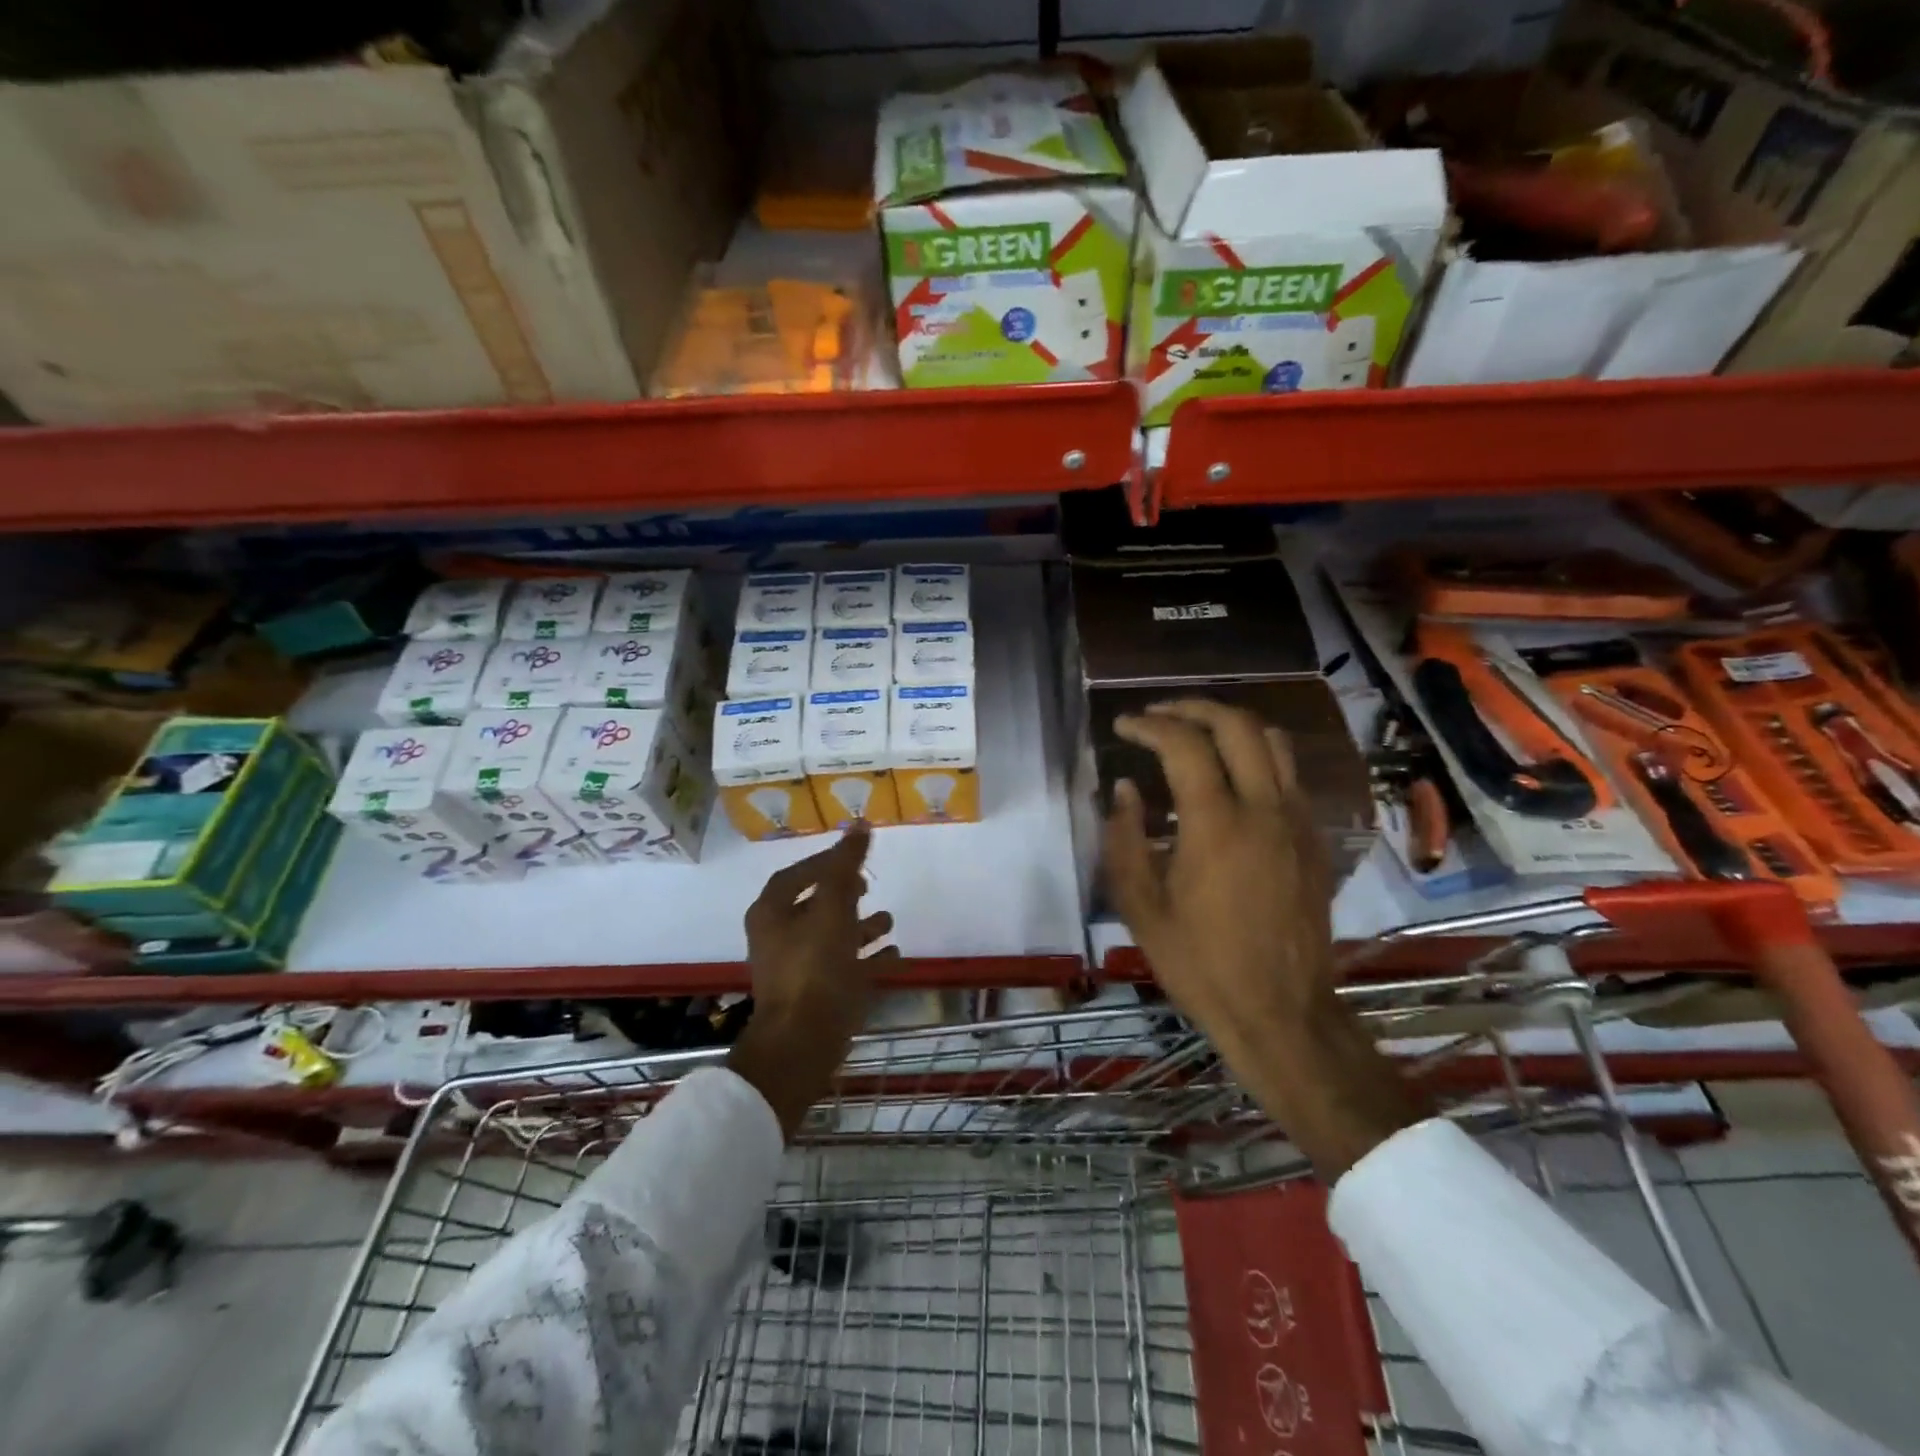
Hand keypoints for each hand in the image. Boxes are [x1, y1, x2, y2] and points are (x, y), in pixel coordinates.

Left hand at [727, 827, 895, 1137]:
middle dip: (844, 895)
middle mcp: (780, 938)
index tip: (852, 854)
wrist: (802, 1043)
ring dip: (860, 927)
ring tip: (890, 919)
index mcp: (772, 914)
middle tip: (868, 886)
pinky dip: (868, 959)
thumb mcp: (833, 909)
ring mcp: (799, 970)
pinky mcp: (818, 997)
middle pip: (814, 906)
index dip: (823, 862)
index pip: (796, 875)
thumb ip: (846, 867)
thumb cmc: (814, 967)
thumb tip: (859, 824)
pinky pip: (846, 969)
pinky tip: (895, 954)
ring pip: (832, 939)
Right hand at [1104, 700, 1417, 1179]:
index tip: (1123, 725)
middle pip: (1237, 725)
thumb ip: (1124, 838)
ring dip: (1231, 725)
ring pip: (1273, 742)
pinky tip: (1231, 778)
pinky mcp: (1315, 840)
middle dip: (1193, 708)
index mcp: (1216, 824)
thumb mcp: (1140, 906)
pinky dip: (1256, 756)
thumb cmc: (1199, 962)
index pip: (1184, 744)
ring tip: (1197, 733)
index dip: (1149, 725)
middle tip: (1159, 714)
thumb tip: (1124, 789)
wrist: (1280, 1011)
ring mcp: (1298, 821)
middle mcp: (1264, 808)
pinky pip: (1289, 775)